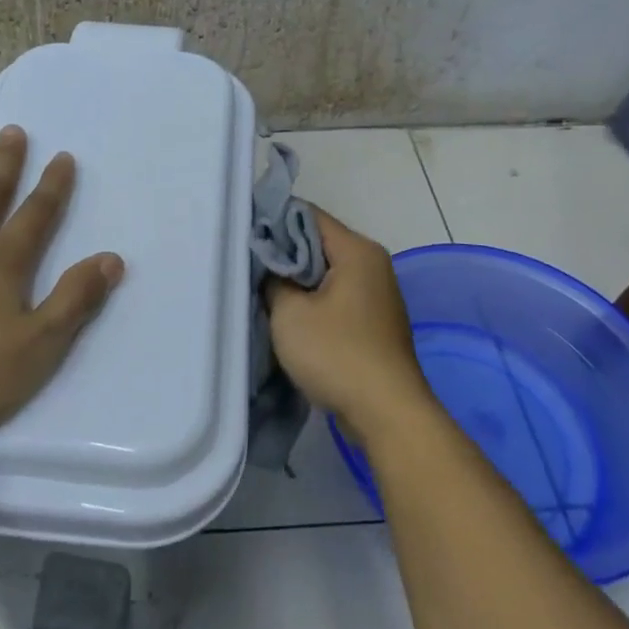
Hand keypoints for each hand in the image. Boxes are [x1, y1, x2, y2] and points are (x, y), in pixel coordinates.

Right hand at [267, 208, 432, 444]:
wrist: (386, 413)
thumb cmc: (336, 353)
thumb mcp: (289, 313)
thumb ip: (273, 280)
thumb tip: (269, 268)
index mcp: (357, 251)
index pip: (308, 215)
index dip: (272, 220)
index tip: (242, 234)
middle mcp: (373, 264)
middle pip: (318, 243)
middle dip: (282, 253)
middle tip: (244, 264)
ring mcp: (376, 294)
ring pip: (325, 273)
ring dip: (296, 281)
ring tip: (260, 290)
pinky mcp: (373, 322)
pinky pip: (336, 297)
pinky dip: (312, 302)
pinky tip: (288, 316)